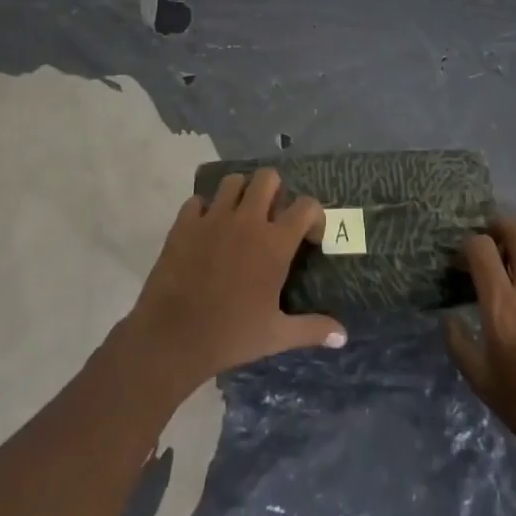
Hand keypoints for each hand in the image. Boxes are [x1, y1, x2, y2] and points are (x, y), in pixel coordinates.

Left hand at [124, 169, 346, 395]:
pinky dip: (204, 210)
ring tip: (239, 218)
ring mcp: (213, 218)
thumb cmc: (231, 335)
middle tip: (271, 218)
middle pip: (268, 178)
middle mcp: (247, 220)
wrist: (172, 337)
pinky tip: (206, 231)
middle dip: (275, 191)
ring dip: (240, 194)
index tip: (309, 237)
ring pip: (232, 181)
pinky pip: (197, 201)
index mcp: (274, 243)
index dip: (313, 216)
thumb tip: (343, 336)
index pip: (307, 206)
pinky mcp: (185, 223)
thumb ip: (312, 329)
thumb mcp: (277, 336)